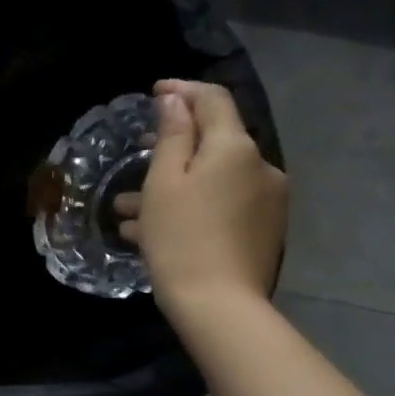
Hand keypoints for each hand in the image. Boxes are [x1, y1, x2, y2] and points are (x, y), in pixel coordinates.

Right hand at [114, 80, 286, 321]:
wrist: (219, 305)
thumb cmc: (181, 237)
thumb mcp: (164, 182)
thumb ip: (172, 135)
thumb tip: (175, 99)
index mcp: (235, 147)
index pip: (213, 100)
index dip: (183, 90)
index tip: (153, 92)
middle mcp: (260, 166)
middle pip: (213, 142)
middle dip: (171, 147)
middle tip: (134, 157)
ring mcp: (266, 201)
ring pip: (212, 179)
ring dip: (173, 186)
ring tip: (128, 211)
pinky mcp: (263, 230)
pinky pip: (222, 205)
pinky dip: (191, 207)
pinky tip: (153, 232)